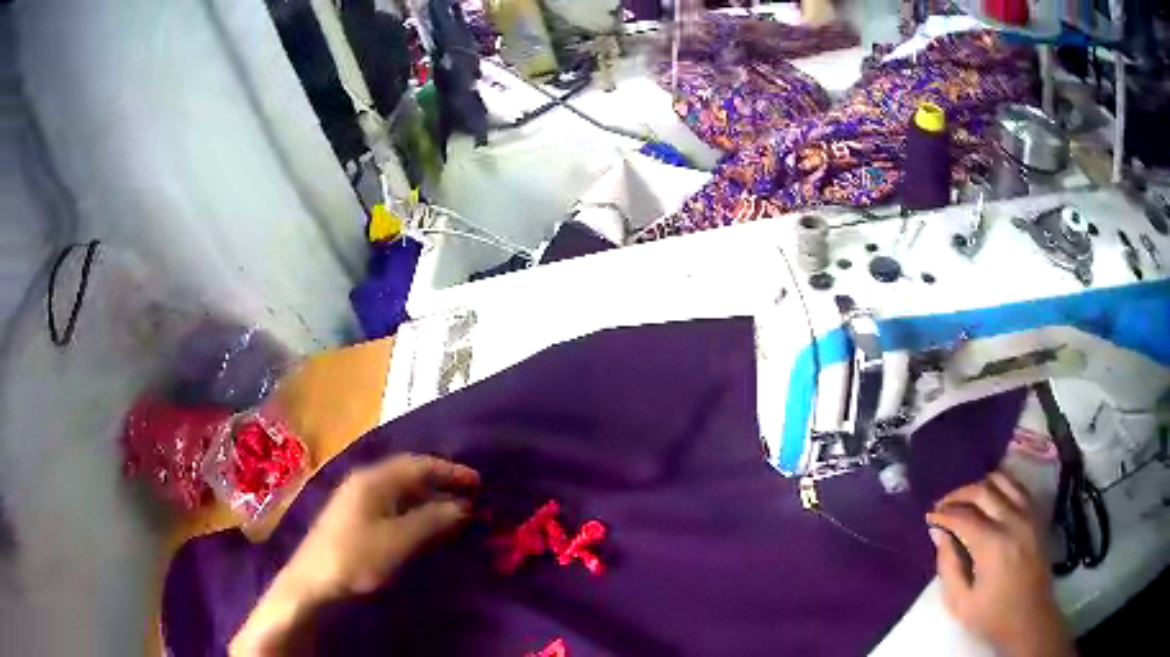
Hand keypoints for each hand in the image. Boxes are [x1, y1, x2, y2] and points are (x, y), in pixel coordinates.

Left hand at [231, 454, 479, 655]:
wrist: (313, 580)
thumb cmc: (356, 557)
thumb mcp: (398, 540)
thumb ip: (431, 520)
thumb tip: (462, 506)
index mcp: (373, 479)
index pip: (418, 465)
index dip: (450, 471)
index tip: (478, 482)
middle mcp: (365, 482)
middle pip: (408, 475)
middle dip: (440, 483)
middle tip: (470, 497)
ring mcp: (357, 499)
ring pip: (400, 492)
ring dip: (428, 499)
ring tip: (454, 512)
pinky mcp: (354, 518)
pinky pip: (392, 506)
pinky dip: (413, 511)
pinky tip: (424, 526)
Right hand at [926, 471, 1073, 656]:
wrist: (1029, 617)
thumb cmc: (992, 616)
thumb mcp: (960, 602)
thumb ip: (948, 566)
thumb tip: (939, 534)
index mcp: (992, 544)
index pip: (962, 516)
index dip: (943, 514)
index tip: (930, 518)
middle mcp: (1012, 520)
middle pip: (982, 490)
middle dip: (959, 495)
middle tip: (943, 505)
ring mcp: (1029, 514)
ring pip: (1003, 480)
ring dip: (980, 486)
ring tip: (966, 500)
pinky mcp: (1037, 515)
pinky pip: (1018, 487)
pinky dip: (1001, 486)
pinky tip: (991, 499)